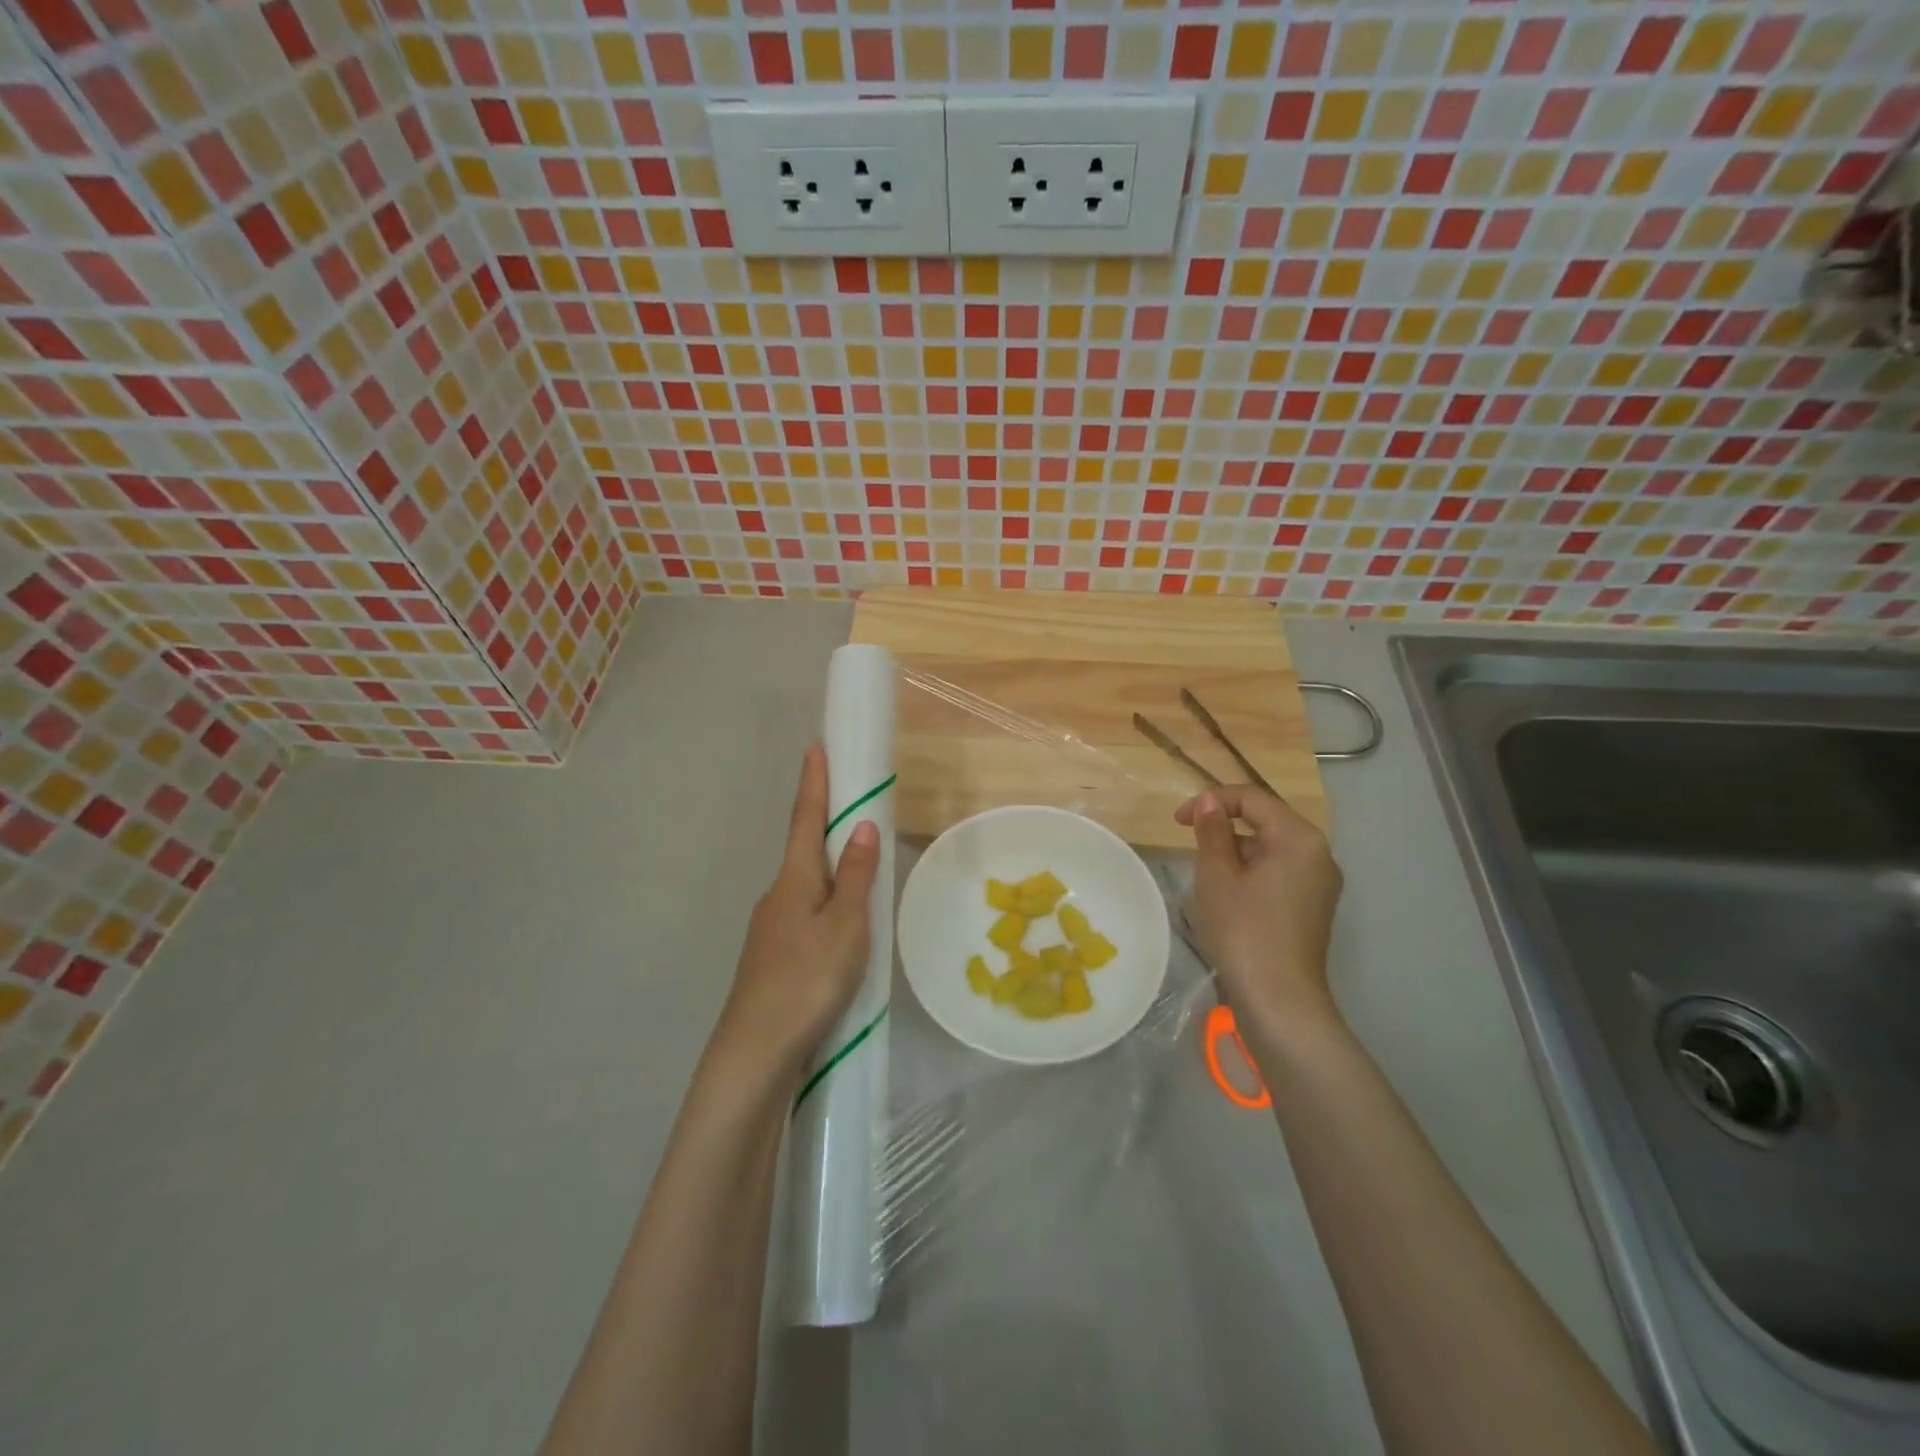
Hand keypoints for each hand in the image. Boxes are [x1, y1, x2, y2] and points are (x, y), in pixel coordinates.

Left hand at [717, 745, 881, 1084]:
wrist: (756, 1051)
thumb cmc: (807, 979)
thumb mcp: (845, 926)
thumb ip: (855, 876)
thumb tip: (861, 826)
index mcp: (794, 880)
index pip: (805, 819)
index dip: (813, 784)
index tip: (814, 748)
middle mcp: (777, 896)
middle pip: (804, 851)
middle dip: (825, 826)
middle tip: (852, 809)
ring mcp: (770, 929)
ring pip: (806, 887)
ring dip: (828, 871)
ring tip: (859, 875)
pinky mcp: (773, 958)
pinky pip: (805, 916)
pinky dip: (826, 906)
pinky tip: (841, 930)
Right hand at [1175, 785, 1343, 1040]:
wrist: (1279, 1000)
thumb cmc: (1243, 930)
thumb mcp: (1216, 875)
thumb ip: (1212, 830)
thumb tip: (1208, 803)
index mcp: (1299, 837)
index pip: (1252, 798)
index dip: (1211, 801)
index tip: (1176, 821)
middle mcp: (1319, 853)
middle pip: (1266, 820)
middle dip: (1224, 826)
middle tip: (1189, 844)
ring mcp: (1320, 882)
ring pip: (1271, 848)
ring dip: (1236, 850)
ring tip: (1205, 873)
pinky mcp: (1314, 906)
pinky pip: (1280, 872)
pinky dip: (1252, 871)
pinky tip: (1229, 894)